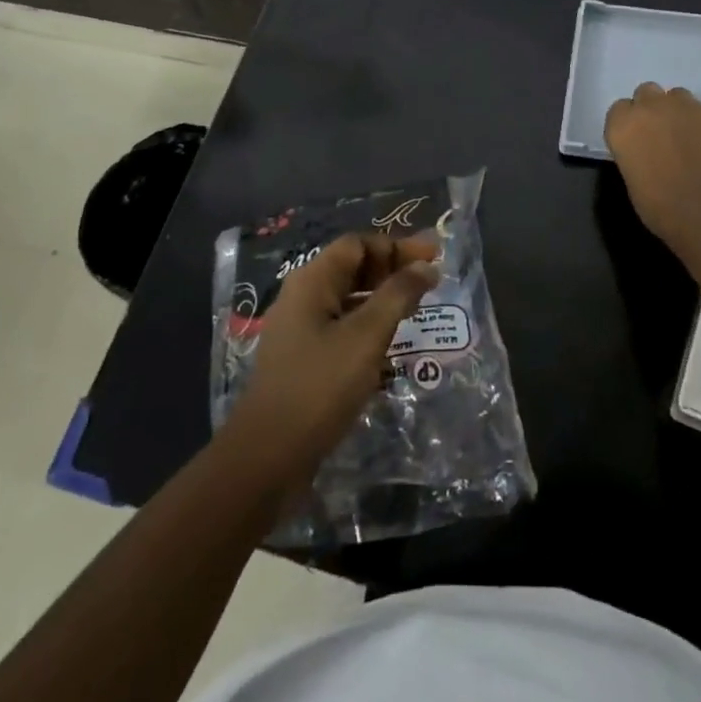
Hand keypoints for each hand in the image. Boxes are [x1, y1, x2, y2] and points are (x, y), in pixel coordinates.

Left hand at [221, 233, 437, 490]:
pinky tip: (392, 343)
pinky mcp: (304, 359)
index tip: (433, 257)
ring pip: (348, 299)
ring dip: (383, 298)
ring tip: (418, 309)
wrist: (268, 456)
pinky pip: (342, 327)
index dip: (396, 246)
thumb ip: (398, 295)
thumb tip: (426, 265)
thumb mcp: (367, 336)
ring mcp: (300, 330)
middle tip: (431, 279)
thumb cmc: (320, 386)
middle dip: (392, 269)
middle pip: (352, 268)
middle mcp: (302, 297)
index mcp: (312, 281)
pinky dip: (370, 325)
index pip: (358, 244)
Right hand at [605, 82, 700, 247]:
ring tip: (693, 134)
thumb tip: (645, 152)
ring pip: (680, 94)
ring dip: (682, 110)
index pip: (619, 109)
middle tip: (662, 134)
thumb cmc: (660, 206)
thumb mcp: (632, 180)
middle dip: (653, 109)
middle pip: (646, 92)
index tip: (636, 141)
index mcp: (623, 125)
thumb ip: (634, 154)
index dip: (629, 124)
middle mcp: (650, 106)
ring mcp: (686, 104)